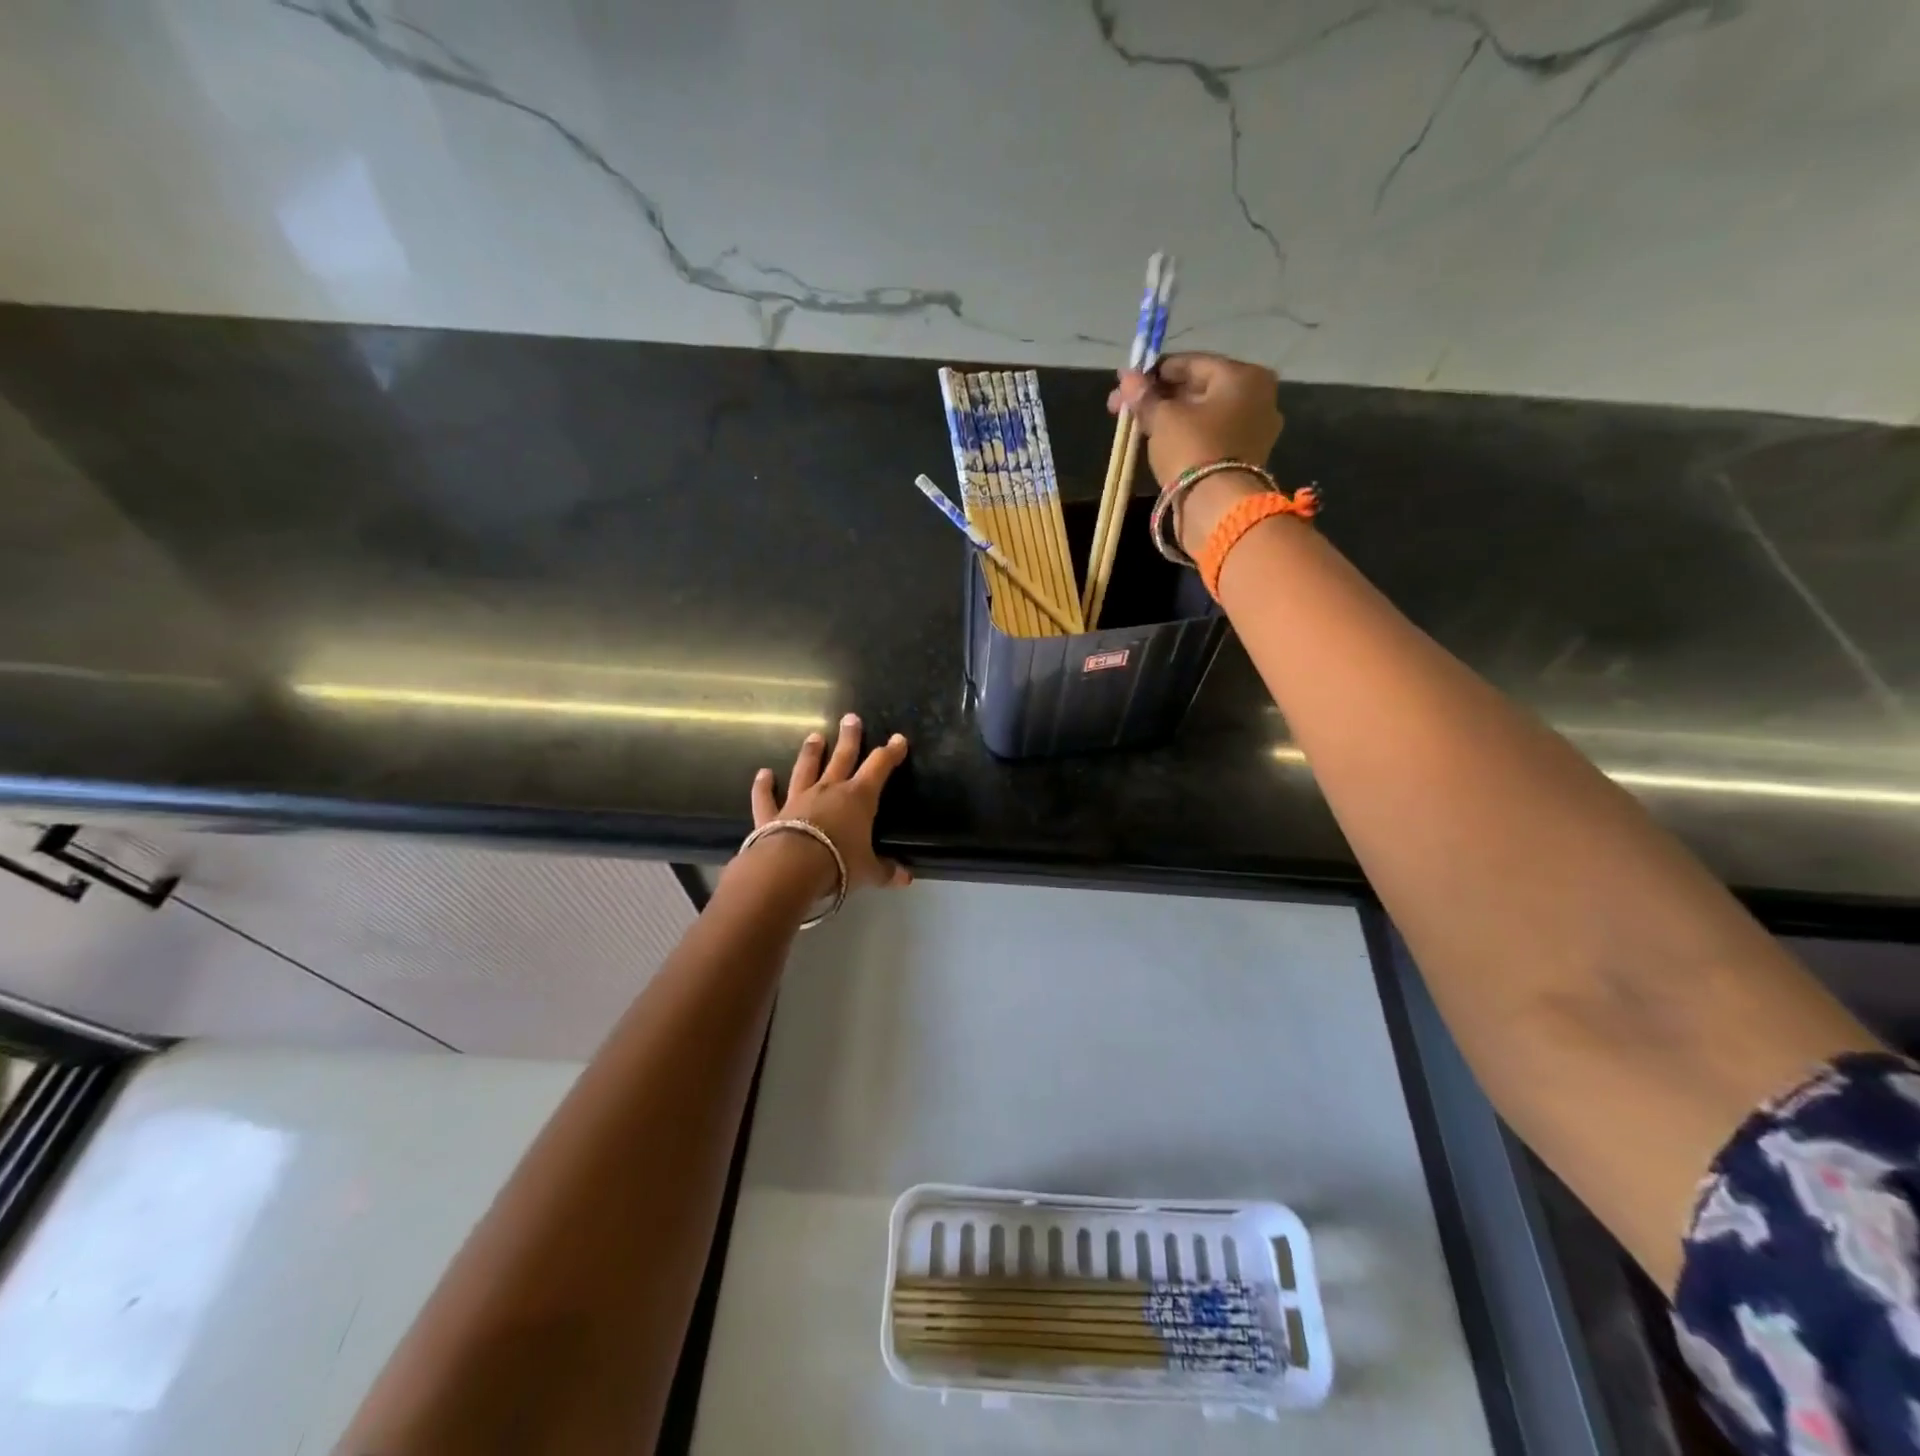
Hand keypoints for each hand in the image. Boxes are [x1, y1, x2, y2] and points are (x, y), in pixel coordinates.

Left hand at [739, 713, 912, 897]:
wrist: (791, 868)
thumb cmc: (839, 864)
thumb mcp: (869, 872)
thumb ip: (886, 871)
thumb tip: (907, 879)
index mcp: (858, 798)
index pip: (879, 767)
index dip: (890, 753)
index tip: (898, 739)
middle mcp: (829, 790)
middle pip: (842, 757)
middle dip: (850, 738)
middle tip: (851, 718)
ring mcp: (798, 799)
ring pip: (806, 769)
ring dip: (811, 753)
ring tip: (814, 736)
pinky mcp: (772, 814)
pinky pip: (766, 797)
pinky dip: (763, 786)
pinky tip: (762, 774)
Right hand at [1108, 353, 1283, 489]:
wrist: (1217, 506)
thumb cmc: (1193, 448)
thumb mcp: (1163, 418)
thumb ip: (1145, 396)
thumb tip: (1127, 378)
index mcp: (1243, 376)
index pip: (1191, 363)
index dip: (1154, 371)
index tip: (1126, 381)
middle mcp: (1257, 396)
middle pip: (1198, 389)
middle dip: (1159, 396)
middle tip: (1123, 407)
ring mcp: (1254, 429)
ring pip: (1203, 414)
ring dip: (1170, 416)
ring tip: (1137, 425)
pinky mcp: (1244, 457)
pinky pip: (1210, 435)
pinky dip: (1186, 434)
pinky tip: (1160, 441)